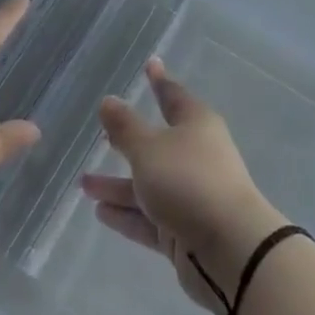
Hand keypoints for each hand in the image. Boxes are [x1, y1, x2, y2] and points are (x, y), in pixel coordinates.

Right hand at [80, 59, 286, 314]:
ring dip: (118, 185)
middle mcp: (196, 156)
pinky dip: (127, 214)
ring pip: (149, 184)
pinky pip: (150, 217)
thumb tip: (108, 101)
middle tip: (104, 134)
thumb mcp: (149, 149)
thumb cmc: (188, 182)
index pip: (173, 95)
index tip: (150, 64)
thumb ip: (125, 127)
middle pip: (158, 143)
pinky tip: (100, 212)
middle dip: (129, 140)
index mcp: (196, 125)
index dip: (159, 80)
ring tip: (84, 184)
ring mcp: (192, 195)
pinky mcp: (185, 231)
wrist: (230, 250)